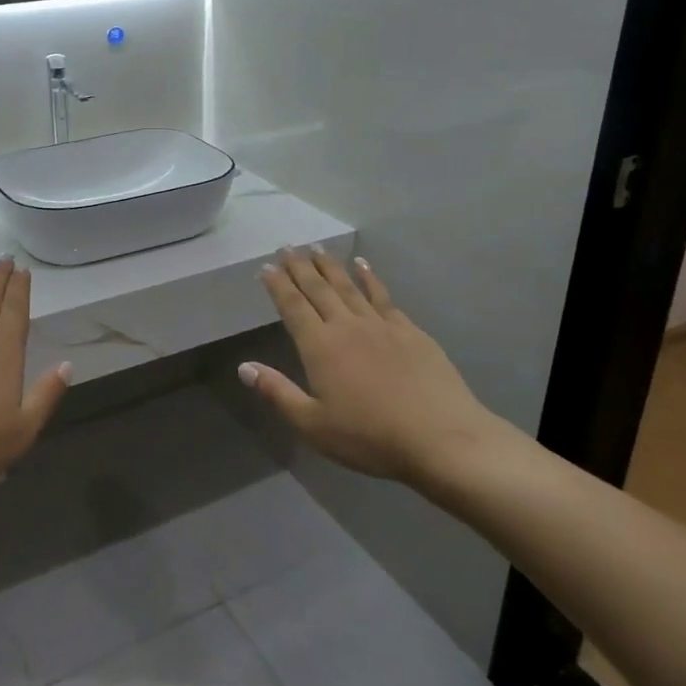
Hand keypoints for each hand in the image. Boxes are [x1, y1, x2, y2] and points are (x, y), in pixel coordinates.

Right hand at [241, 249, 513, 489]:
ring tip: (317, 248)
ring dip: (330, 266)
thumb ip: (277, 393)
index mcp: (320, 347)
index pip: (293, 306)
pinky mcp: (410, 331)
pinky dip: (370, 278)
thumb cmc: (370, 437)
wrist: (441, 439)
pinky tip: (363, 267)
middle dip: (300, 267)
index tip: (267, 266)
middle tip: (288, 247)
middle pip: (318, 289)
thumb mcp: (313, 425)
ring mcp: (381, 325)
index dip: (278, 285)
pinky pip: (383, 296)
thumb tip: (244, 367)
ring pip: (349, 287)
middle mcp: (347, 326)